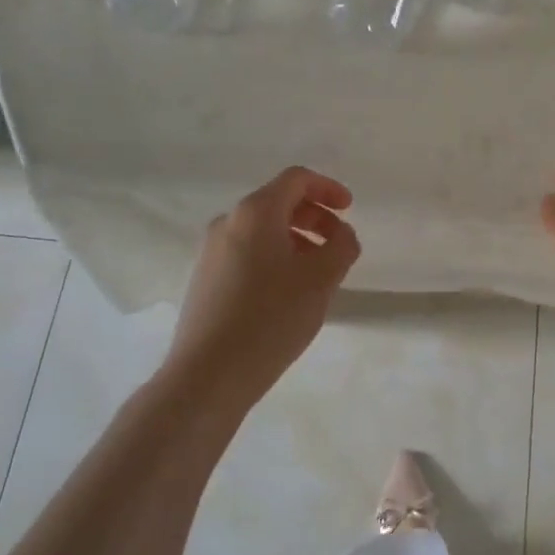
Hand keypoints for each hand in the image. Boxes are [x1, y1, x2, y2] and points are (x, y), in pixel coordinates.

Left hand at [162, 167, 360, 409]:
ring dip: (297, 240)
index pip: (296, 179)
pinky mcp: (205, 279)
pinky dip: (275, 258)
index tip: (349, 210)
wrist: (208, 374)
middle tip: (338, 245)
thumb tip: (342, 234)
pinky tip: (289, 293)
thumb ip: (342, 246)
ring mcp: (211, 252)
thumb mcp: (322, 279)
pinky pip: (248, 253)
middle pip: (278, 203)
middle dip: (315, 217)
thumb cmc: (271, 317)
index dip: (328, 188)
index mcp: (255, 212)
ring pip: (263, 231)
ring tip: (318, 274)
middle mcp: (228, 223)